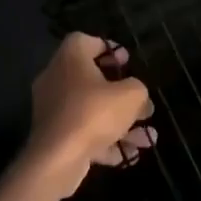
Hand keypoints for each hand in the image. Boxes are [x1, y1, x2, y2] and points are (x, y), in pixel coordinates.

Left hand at [28, 33, 155, 197]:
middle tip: (141, 103)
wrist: (57, 160)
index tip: (127, 62)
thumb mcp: (131, 95)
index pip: (85, 41)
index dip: (108, 48)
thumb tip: (136, 94)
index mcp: (70, 58)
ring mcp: (52, 110)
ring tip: (147, 138)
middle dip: (121, 94)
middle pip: (91, 79)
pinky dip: (106, 142)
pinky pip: (84, 133)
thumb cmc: (94, 113)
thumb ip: (138, 89)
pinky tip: (131, 155)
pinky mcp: (53, 137)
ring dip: (120, 123)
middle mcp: (56, 79)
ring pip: (92, 111)